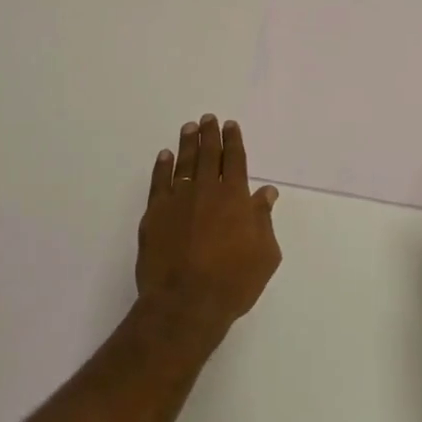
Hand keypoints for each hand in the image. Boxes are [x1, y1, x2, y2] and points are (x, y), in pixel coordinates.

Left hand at [136, 115, 281, 336]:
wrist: (185, 303)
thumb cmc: (233, 283)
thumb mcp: (264, 255)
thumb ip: (264, 220)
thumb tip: (266, 193)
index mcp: (235, 199)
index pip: (235, 161)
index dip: (233, 141)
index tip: (230, 125)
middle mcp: (206, 191)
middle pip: (208, 155)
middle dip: (210, 135)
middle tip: (208, 118)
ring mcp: (178, 201)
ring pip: (184, 164)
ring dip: (187, 144)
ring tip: (189, 127)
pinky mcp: (154, 215)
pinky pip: (159, 182)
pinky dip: (162, 167)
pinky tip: (165, 156)